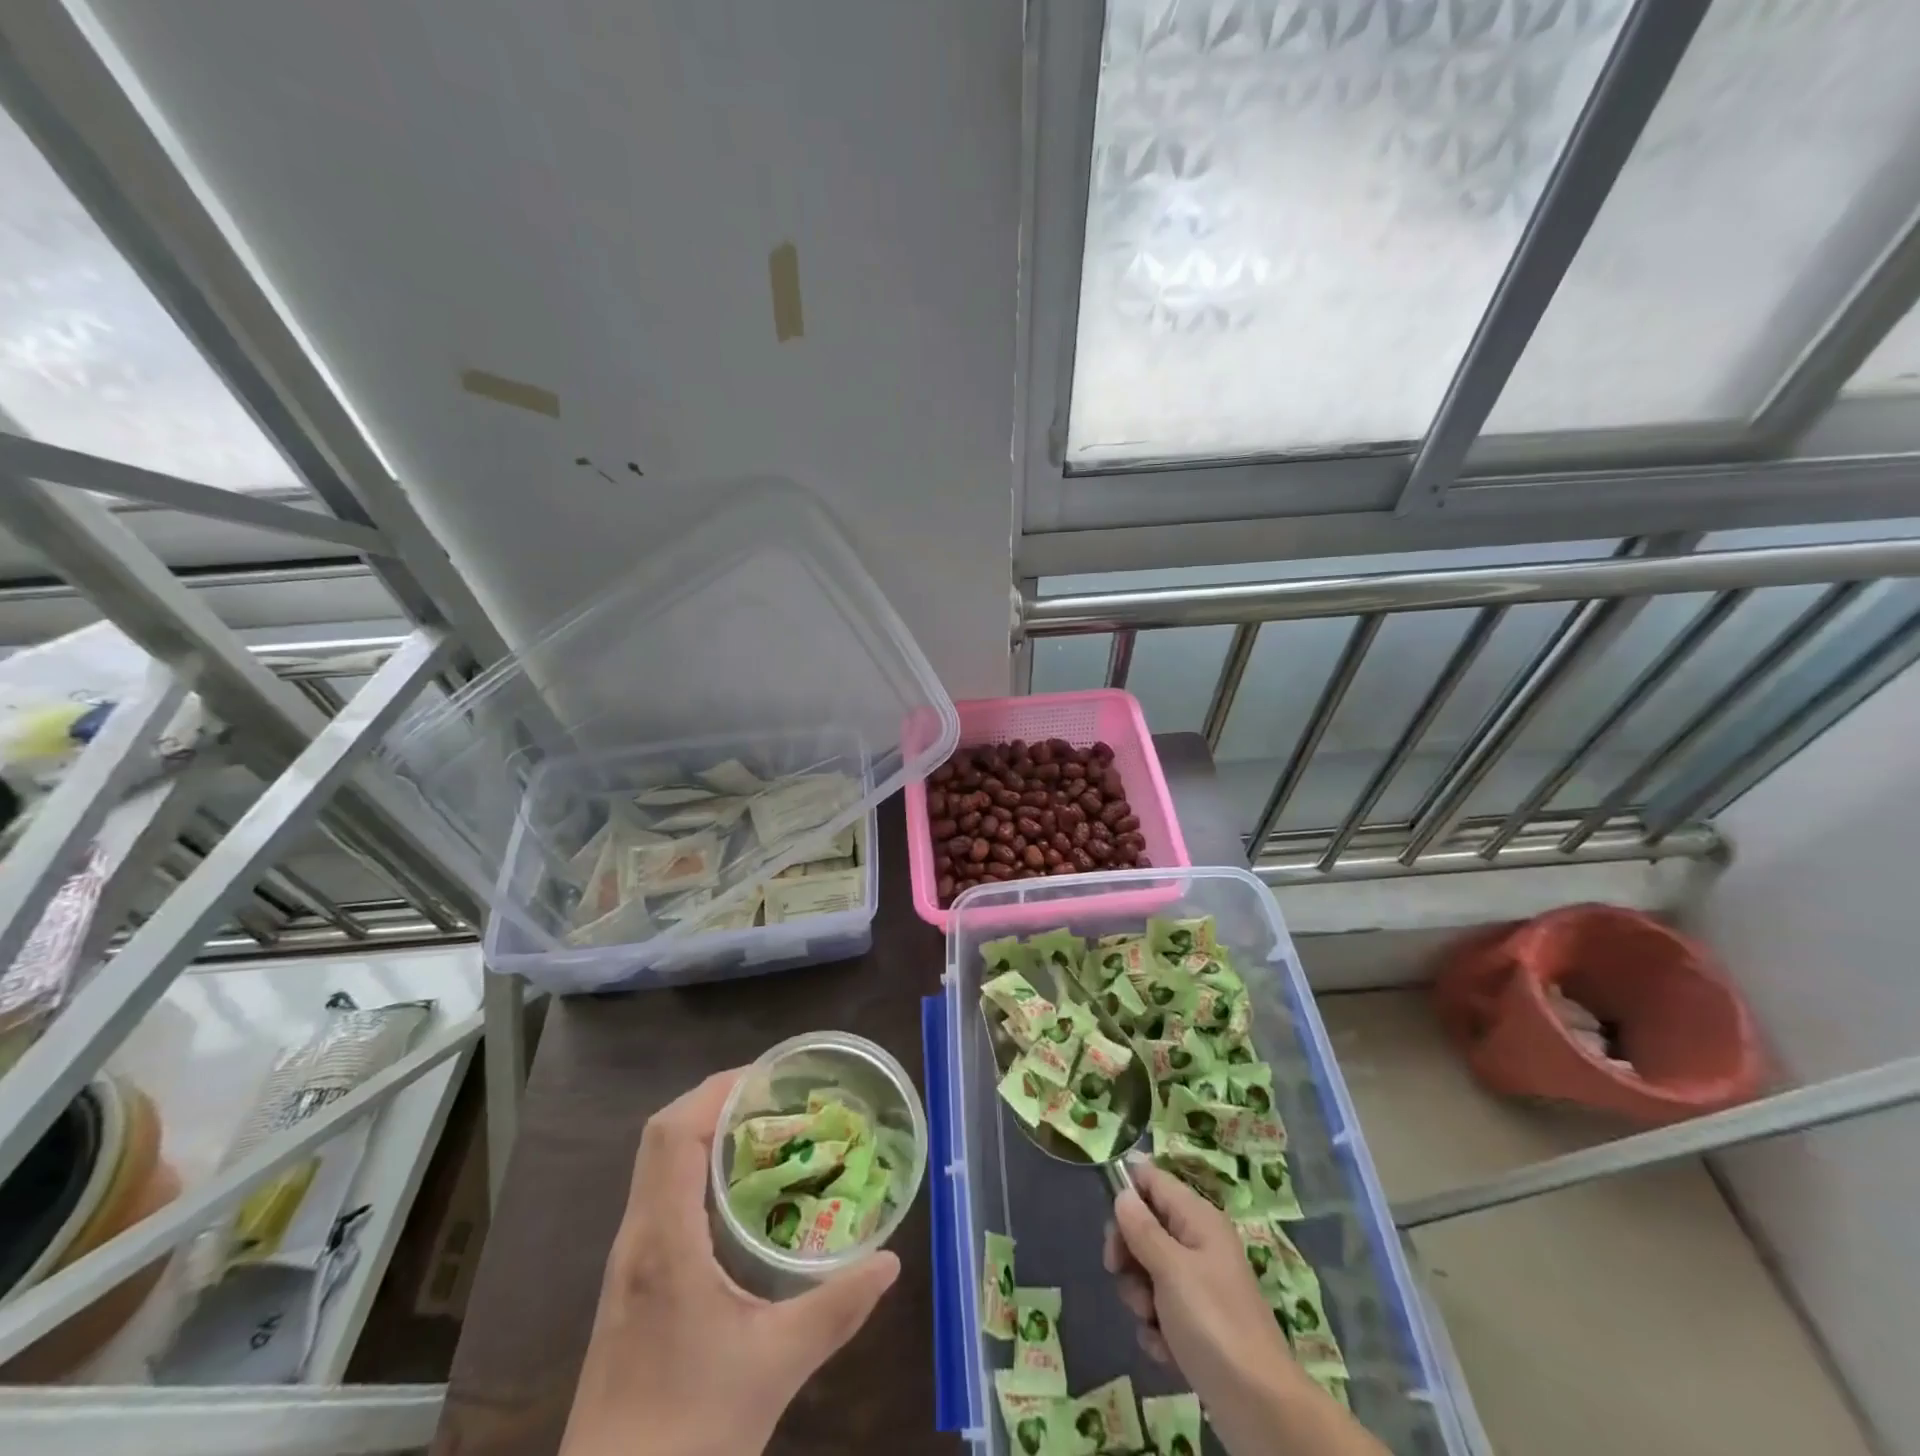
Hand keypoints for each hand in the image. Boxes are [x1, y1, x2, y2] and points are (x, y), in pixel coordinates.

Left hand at [561, 1069, 900, 1455]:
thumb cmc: (689, 1434)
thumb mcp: (776, 1366)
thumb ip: (838, 1309)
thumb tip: (891, 1261)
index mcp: (663, 1243)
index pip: (674, 1134)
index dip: (717, 1091)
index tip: (769, 1078)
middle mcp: (636, 1239)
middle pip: (662, 1135)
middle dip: (716, 1101)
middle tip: (776, 1098)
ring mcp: (627, 1262)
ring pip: (656, 1164)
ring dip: (704, 1131)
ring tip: (764, 1130)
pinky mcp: (629, 1284)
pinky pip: (659, 1194)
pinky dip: (695, 1168)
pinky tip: (737, 1194)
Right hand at [1104, 1156, 1385, 1455]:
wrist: (1261, 1408)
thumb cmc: (1213, 1324)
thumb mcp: (1170, 1269)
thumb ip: (1142, 1228)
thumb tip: (1123, 1193)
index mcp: (1198, 1218)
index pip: (1153, 1180)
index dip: (1127, 1193)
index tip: (1109, 1223)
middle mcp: (1198, 1243)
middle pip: (1146, 1226)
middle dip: (1128, 1253)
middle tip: (1119, 1273)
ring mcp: (1199, 1285)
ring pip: (1148, 1271)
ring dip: (1140, 1295)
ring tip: (1152, 1320)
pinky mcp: (1197, 1323)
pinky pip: (1161, 1309)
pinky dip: (1157, 1328)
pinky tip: (1165, 1348)